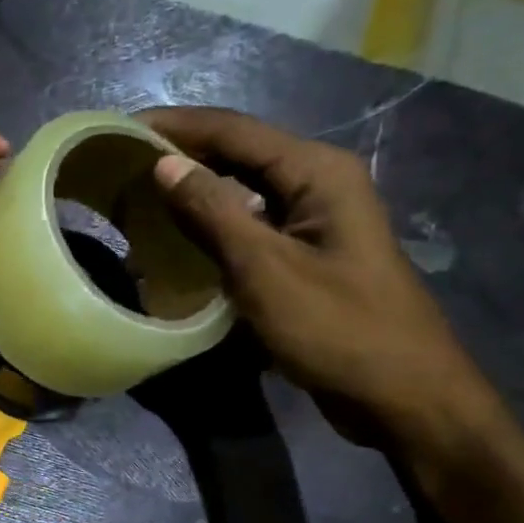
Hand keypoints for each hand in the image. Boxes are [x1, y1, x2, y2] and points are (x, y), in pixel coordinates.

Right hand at [143, 106, 500, 453]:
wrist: (403, 396)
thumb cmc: (338, 329)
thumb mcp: (266, 270)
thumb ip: (213, 212)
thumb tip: (164, 164)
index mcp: (316, 172)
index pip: (233, 130)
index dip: (175, 126)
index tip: (120, 130)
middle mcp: (316, 185)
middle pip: (237, 156)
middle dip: (180, 159)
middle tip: (120, 171)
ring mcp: (313, 222)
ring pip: (241, 194)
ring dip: (192, 198)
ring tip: (138, 205)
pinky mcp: (305, 257)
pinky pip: (249, 229)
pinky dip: (211, 232)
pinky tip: (175, 246)